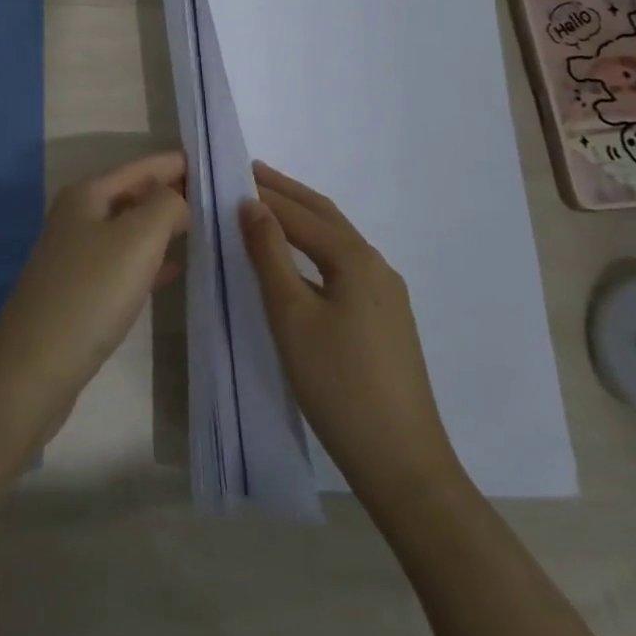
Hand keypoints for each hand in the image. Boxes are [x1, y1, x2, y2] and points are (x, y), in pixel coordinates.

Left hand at [0, 152, 187, 425]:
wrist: (35, 365)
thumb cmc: (90, 293)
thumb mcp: (137, 239)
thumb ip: (166, 206)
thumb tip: (179, 199)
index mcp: (86, 195)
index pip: (139, 167)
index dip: (173, 163)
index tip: (211, 162)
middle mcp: (77, 217)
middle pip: (132, 195)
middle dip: (170, 194)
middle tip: (216, 198)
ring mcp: (76, 254)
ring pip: (129, 229)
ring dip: (162, 227)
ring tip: (203, 229)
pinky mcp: (80, 290)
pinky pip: (123, 262)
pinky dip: (150, 260)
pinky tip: (174, 270)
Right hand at [241, 161, 461, 512]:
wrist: (403, 462)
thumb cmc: (338, 384)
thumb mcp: (291, 315)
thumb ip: (269, 255)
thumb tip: (251, 205)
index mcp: (355, 259)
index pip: (300, 214)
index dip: (265, 194)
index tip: (232, 173)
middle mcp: (377, 266)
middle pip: (326, 216)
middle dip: (288, 193)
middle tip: (251, 172)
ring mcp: (388, 294)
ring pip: (337, 240)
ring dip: (303, 218)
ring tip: (268, 206)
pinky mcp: (387, 319)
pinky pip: (345, 264)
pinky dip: (316, 246)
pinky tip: (301, 258)